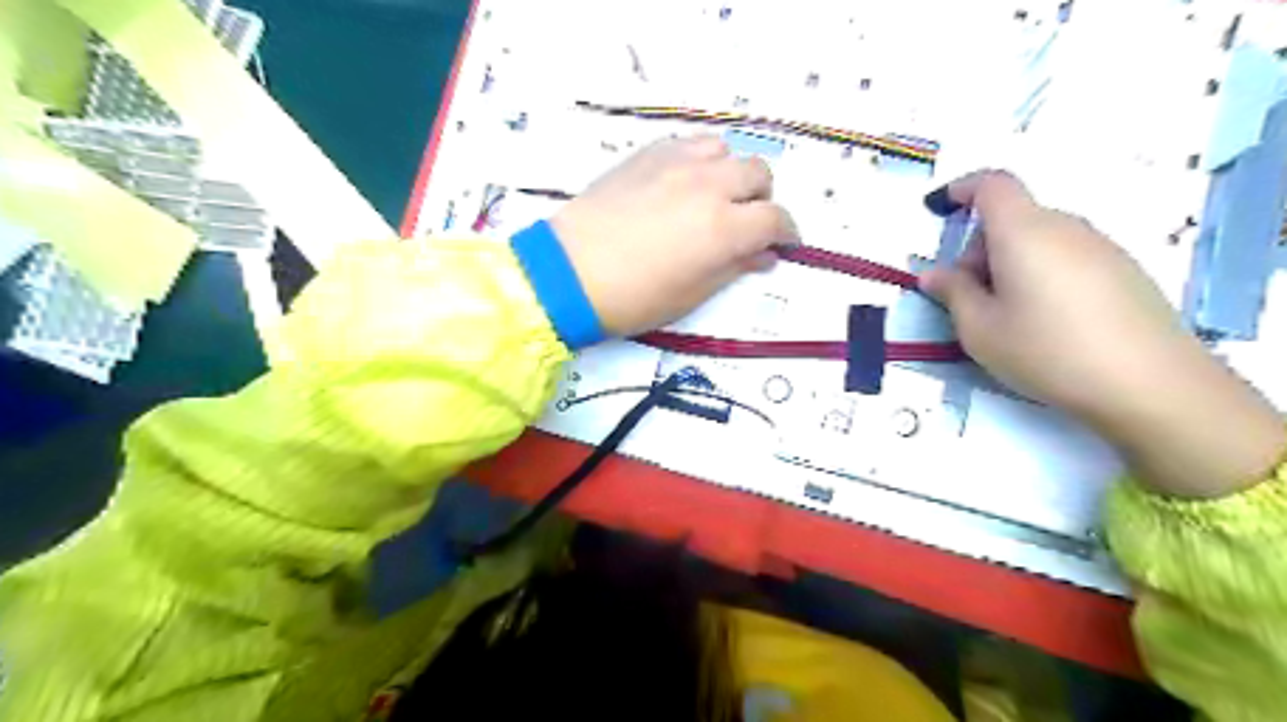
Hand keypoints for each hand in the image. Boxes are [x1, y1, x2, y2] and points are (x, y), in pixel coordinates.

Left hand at [552, 136, 795, 335]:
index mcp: (724, 228)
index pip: (776, 219)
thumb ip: (734, 267)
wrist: (569, 274)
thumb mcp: (693, 294)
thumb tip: (762, 254)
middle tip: (746, 222)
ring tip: (713, 197)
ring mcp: (676, 164)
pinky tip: (682, 183)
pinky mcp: (646, 154)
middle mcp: (708, 185)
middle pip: (758, 174)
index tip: (782, 243)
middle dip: (761, 199)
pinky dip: (699, 161)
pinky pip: (689, 144)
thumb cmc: (634, 298)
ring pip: (725, 150)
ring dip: (730, 173)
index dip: (786, 232)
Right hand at [921, 168, 1281, 495]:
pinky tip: (1046, 321)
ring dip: (1010, 263)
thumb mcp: (979, 329)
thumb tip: (934, 274)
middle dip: (980, 247)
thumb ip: (953, 293)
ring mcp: (1100, 247)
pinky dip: (1041, 273)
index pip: (992, 185)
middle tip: (970, 297)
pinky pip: (1066, 255)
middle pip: (1013, 217)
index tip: (941, 208)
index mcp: (1023, 232)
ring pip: (1038, 238)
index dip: (963, 189)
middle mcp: (1065, 227)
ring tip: (1008, 316)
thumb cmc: (1047, 351)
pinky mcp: (1122, 270)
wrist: (1149, 383)